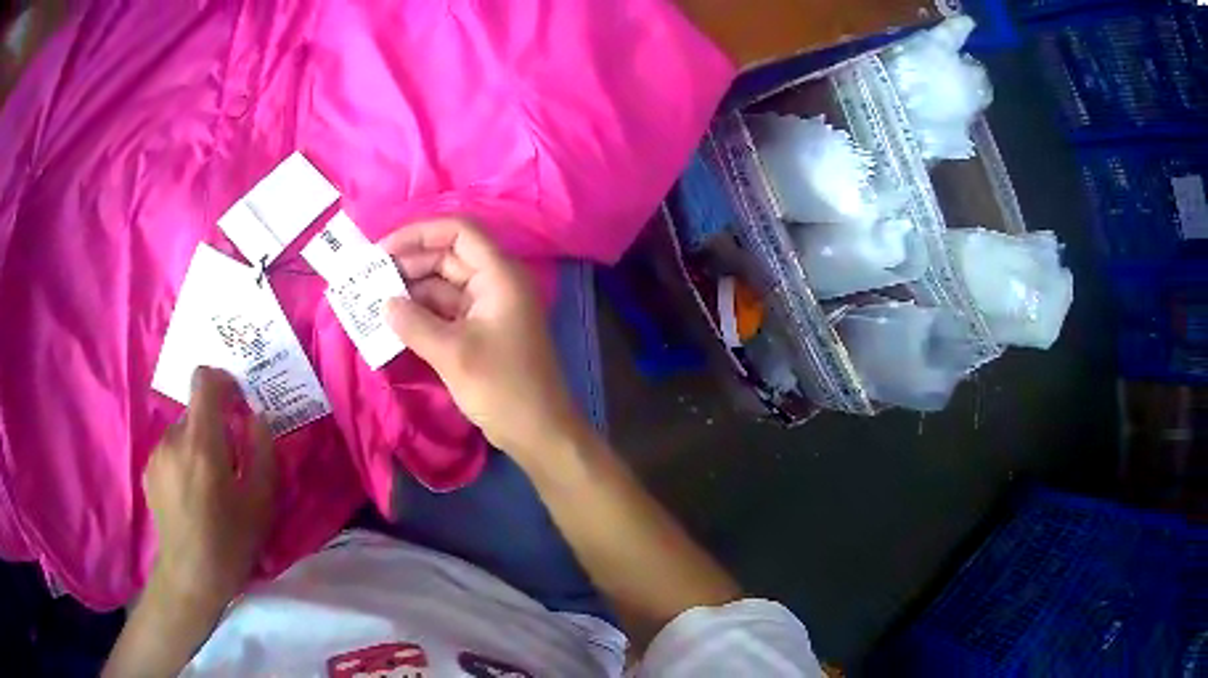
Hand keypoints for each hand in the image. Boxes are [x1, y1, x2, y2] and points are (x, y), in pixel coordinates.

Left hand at [143, 367, 275, 608]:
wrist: (191, 577)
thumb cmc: (231, 543)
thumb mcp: (261, 502)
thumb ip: (263, 452)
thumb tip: (256, 419)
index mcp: (201, 442)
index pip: (204, 381)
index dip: (223, 381)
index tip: (237, 402)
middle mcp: (173, 439)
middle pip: (196, 410)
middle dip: (215, 425)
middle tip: (230, 461)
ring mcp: (157, 454)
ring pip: (182, 431)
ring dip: (198, 444)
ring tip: (209, 484)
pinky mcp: (148, 470)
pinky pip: (170, 450)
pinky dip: (184, 459)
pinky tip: (192, 494)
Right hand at [381, 218, 584, 466]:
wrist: (539, 432)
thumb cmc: (503, 388)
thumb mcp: (453, 354)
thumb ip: (414, 324)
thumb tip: (384, 304)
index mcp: (499, 275)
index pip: (459, 232)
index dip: (419, 233)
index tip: (382, 250)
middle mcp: (495, 283)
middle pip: (448, 256)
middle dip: (409, 263)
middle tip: (368, 279)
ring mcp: (488, 308)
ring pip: (444, 285)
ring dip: (411, 290)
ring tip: (372, 299)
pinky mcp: (480, 331)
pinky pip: (446, 311)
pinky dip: (421, 313)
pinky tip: (393, 321)